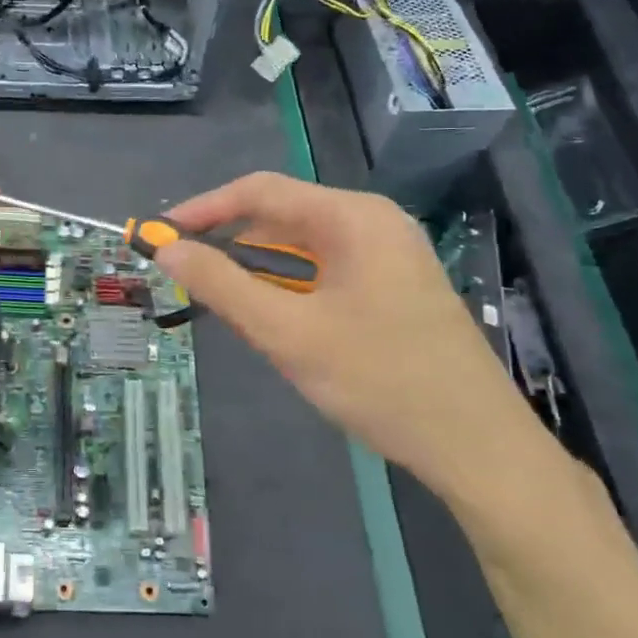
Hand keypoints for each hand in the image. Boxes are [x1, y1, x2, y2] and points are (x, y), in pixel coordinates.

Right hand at [152, 172, 546, 502]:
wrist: (476, 445)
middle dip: (229, 238)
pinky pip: (326, 270)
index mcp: (353, 217)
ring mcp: (389, 255)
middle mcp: (374, 222)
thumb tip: (167, 251)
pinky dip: (288, 283)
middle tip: (183, 270)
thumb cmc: (379, 379)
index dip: (204, 209)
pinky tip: (268, 312)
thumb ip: (222, 286)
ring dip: (256, 264)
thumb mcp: (288, 333)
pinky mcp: (394, 287)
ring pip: (304, 246)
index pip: (262, 191)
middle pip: (283, 215)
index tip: (161, 236)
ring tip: (215, 293)